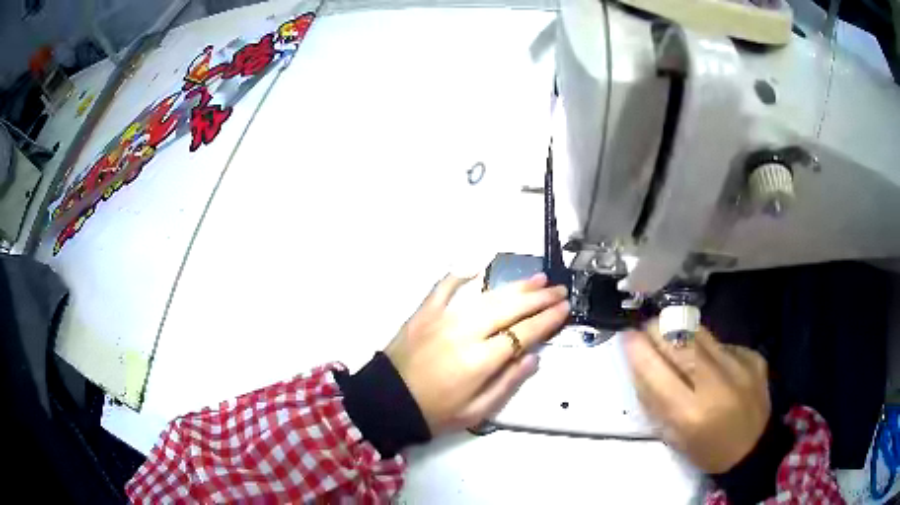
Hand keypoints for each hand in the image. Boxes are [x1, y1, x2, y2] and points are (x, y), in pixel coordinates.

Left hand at [385, 273, 568, 434]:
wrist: (386, 403)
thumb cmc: (434, 413)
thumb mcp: (476, 412)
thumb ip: (507, 383)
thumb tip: (533, 357)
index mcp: (480, 360)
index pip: (523, 333)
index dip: (547, 320)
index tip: (565, 308)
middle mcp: (464, 332)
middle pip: (510, 308)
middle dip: (539, 298)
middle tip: (559, 290)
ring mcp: (442, 318)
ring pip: (486, 296)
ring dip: (514, 286)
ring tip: (537, 279)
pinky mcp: (423, 313)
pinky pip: (444, 288)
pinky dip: (460, 277)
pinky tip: (477, 269)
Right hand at [624, 321, 769, 473]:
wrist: (754, 447)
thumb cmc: (707, 451)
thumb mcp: (673, 437)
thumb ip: (655, 401)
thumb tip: (639, 364)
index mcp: (691, 414)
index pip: (656, 371)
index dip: (638, 349)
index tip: (627, 336)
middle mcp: (717, 384)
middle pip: (679, 341)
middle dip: (657, 329)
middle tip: (647, 328)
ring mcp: (739, 365)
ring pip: (700, 333)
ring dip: (681, 332)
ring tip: (674, 337)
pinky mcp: (753, 356)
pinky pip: (721, 343)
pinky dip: (708, 348)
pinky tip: (709, 362)